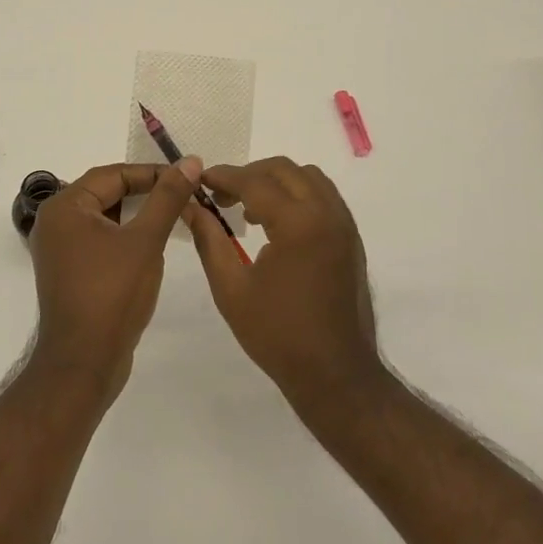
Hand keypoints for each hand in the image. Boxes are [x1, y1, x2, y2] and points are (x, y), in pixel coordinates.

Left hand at [28, 159, 200, 403]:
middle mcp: (55, 222)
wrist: (83, 363)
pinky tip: (151, 245)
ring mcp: (59, 249)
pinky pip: (99, 239)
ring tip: (173, 217)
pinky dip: (125, 236)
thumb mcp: (146, 241)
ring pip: (104, 217)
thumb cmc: (112, 295)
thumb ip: (167, 198)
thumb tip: (190, 161)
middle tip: (183, 195)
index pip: (113, 174)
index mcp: (65, 207)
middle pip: (106, 193)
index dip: (152, 173)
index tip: (187, 177)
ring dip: (137, 215)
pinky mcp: (69, 270)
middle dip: (145, 192)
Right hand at [186, 157, 382, 409]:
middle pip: (284, 170)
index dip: (223, 176)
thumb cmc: (278, 335)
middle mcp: (326, 213)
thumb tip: (191, 207)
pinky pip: (324, 197)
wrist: (335, 373)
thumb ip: (210, 240)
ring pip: (308, 178)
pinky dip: (298, 195)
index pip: (255, 181)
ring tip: (250, 210)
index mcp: (298, 223)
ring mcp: (344, 224)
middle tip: (220, 196)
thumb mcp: (231, 288)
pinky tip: (277, 225)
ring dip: (276, 182)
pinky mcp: (351, 238)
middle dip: (249, 175)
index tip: (199, 179)